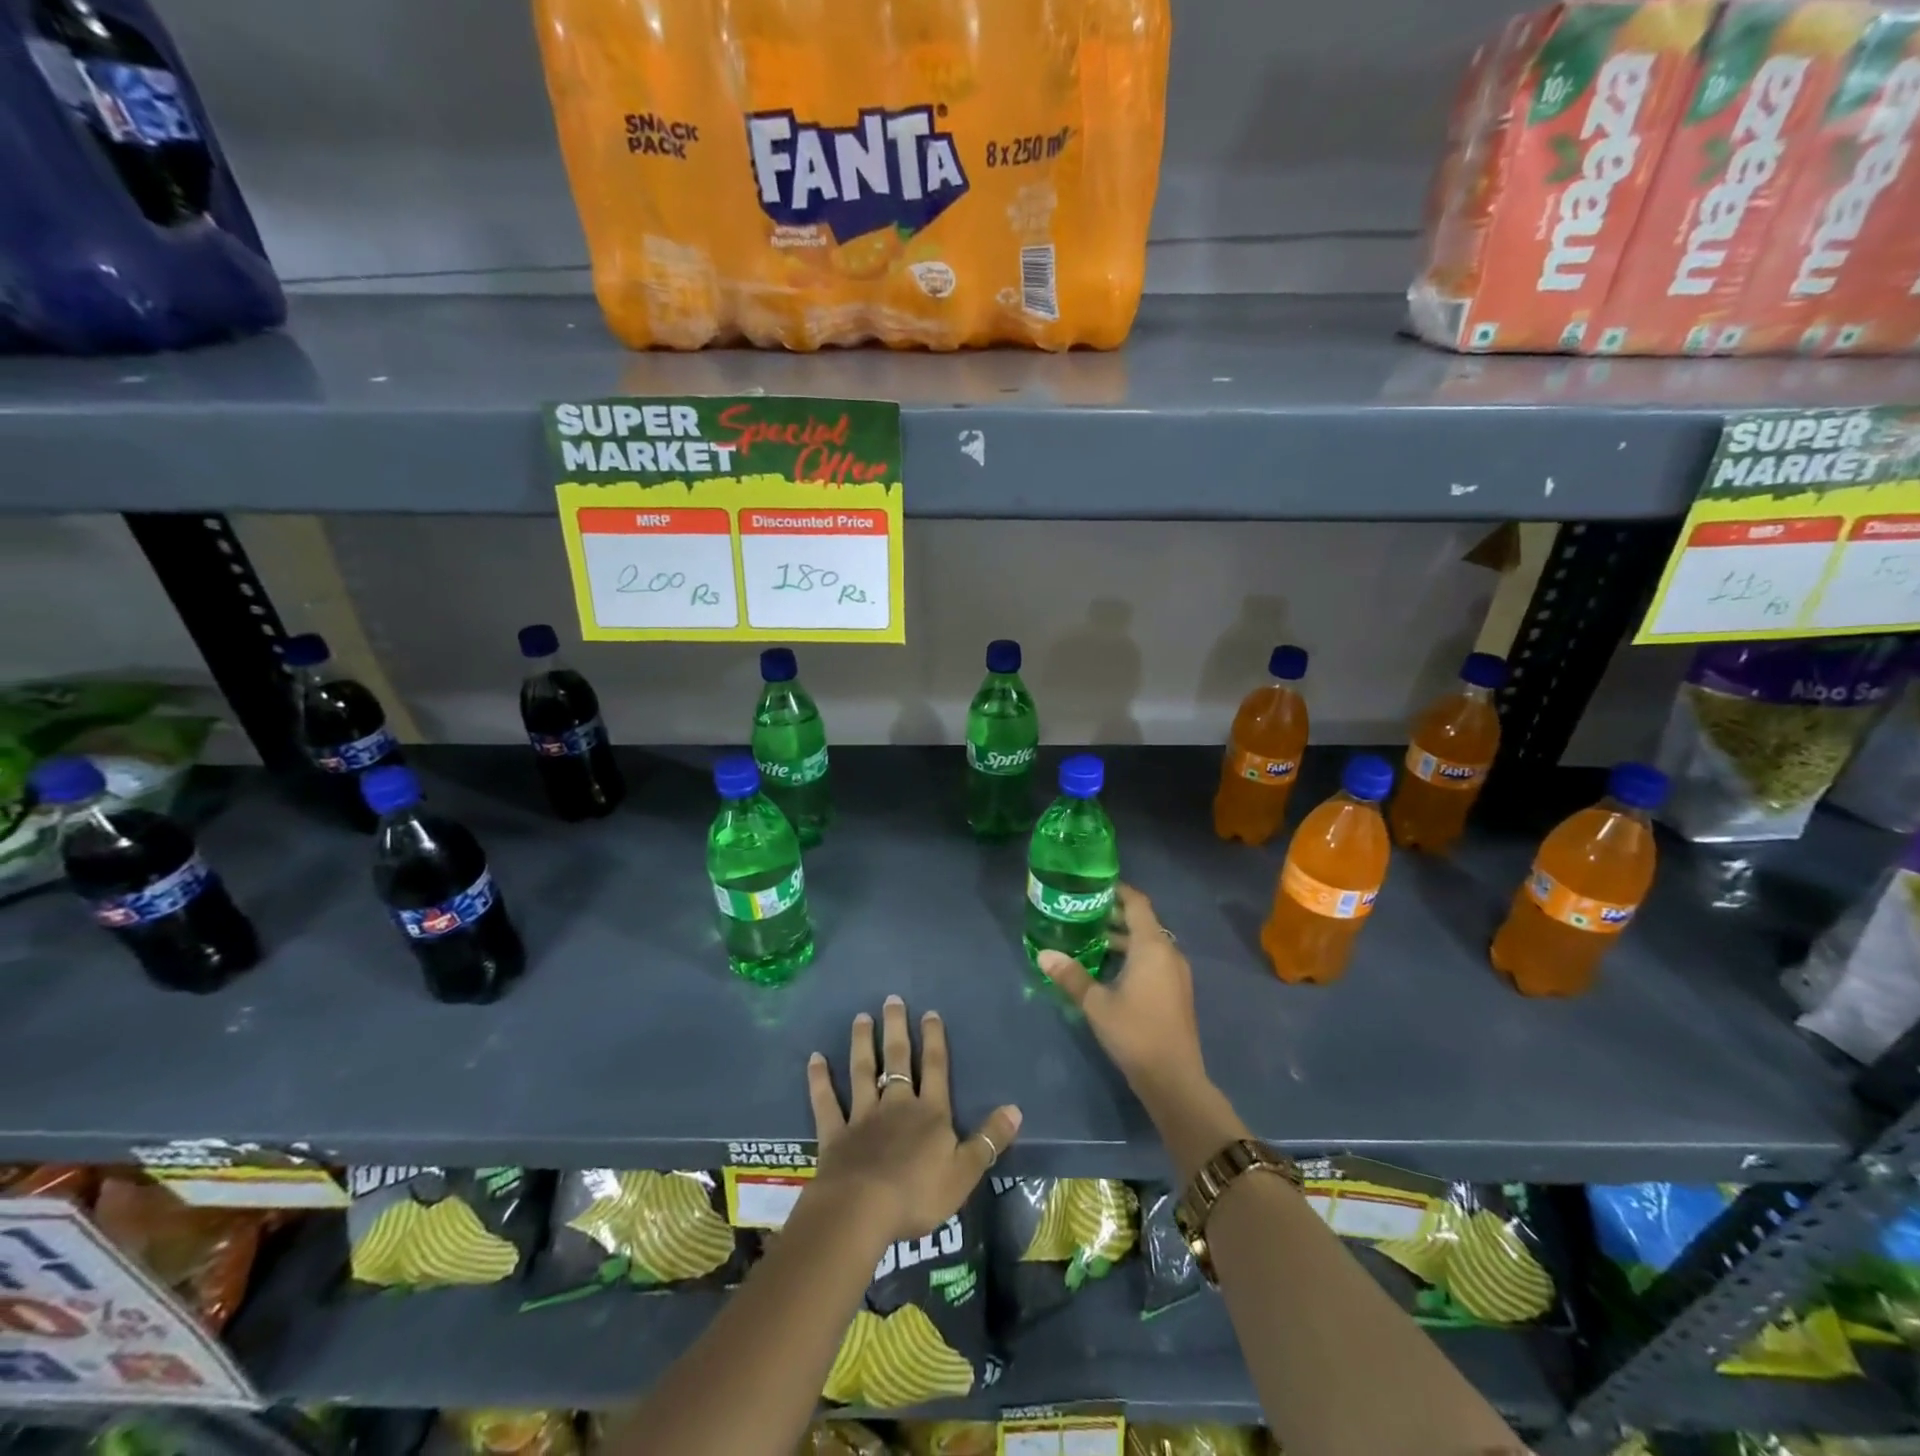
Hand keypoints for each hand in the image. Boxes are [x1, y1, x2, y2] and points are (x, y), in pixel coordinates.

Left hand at [805, 995, 1021, 1245]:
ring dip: (862, 1044)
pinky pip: (826, 1102)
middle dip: (897, 1029)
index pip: (936, 1068)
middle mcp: (897, 1105)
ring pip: (863, 1071)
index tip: (930, 1013)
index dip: (935, 1040)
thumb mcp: (964, 1172)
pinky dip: (820, 1080)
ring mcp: (863, 1116)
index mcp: (930, 1113)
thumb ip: (988, 1140)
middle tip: (891, 999)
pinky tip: (815, 1059)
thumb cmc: (918, 1194)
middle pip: (898, 1059)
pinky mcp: (835, 1134)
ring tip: (861, 1017)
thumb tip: (1015, 1109)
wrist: (861, 1210)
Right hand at [1038, 883, 1207, 1103]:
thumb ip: (1071, 975)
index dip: (1117, 890)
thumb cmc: (1135, 1032)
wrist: (1174, 1079)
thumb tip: (1044, 954)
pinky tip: (1109, 969)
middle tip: (1083, 912)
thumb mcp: (1096, 1003)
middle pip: (1143, 922)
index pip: (1137, 903)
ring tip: (1091, 939)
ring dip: (1123, 938)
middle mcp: (1168, 953)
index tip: (1093, 886)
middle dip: (1115, 915)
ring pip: (1148, 943)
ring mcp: (1176, 974)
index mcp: (1152, 946)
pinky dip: (1133, 956)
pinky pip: (1154, 960)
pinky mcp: (1176, 992)